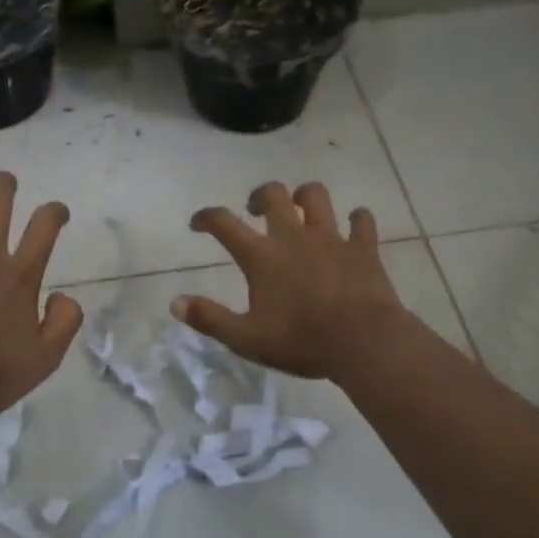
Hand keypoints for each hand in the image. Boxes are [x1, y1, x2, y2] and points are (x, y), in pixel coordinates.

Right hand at [173, 181, 408, 379]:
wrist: (363, 342)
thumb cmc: (301, 341)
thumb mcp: (247, 338)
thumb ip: (210, 318)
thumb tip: (175, 303)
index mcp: (262, 256)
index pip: (224, 223)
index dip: (207, 217)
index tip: (198, 223)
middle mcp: (293, 237)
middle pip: (274, 195)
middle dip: (260, 195)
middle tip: (255, 210)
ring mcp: (331, 238)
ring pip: (316, 196)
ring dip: (305, 196)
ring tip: (301, 208)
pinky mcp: (362, 248)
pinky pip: (361, 221)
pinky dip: (357, 219)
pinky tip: (354, 224)